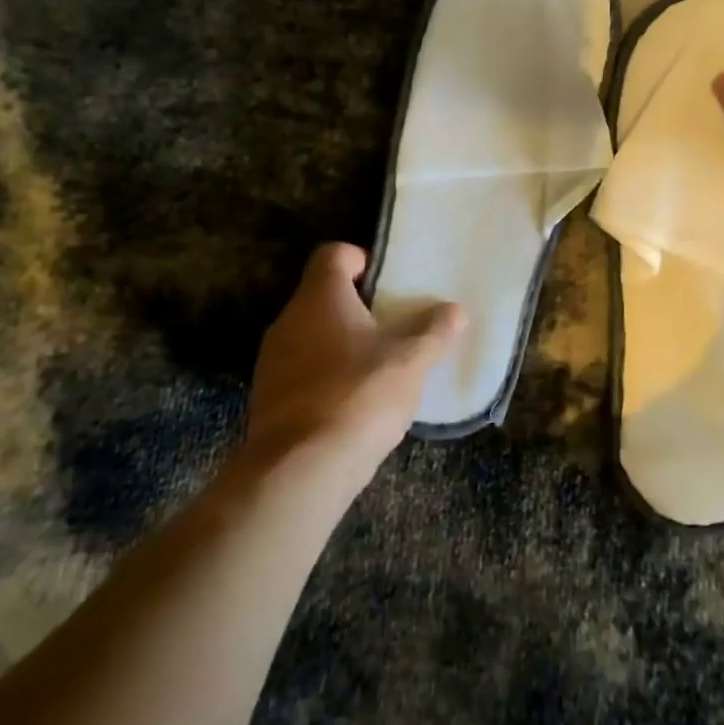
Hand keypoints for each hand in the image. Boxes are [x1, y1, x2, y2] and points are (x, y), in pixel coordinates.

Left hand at [243, 243, 463, 497]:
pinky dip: (326, 378)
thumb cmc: (360, 395)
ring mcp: (272, 361)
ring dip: (341, 345)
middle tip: (394, 327)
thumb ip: (435, 332)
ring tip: (378, 369)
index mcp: (320, 297)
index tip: (389, 284)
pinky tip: (354, 405)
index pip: (333, 254)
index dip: (362, 260)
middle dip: (359, 309)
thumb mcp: (412, 361)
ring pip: (311, 336)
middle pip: (323, 296)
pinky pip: (302, 372)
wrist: (300, 470)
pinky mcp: (267, 398)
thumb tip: (456, 311)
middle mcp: (289, 320)